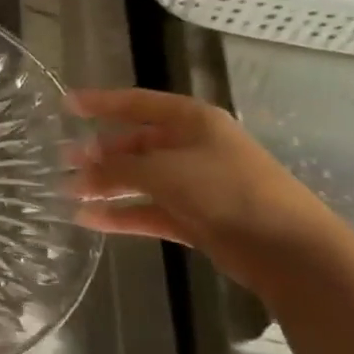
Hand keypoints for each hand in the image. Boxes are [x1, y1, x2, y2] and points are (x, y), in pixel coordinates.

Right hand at [68, 87, 349, 296]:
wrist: (289, 250)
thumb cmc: (226, 190)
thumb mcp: (163, 171)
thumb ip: (117, 168)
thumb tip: (79, 170)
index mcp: (192, 120)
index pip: (136, 103)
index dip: (100, 103)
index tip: (65, 105)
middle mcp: (192, 147)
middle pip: (136, 143)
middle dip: (99, 152)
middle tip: (63, 160)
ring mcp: (195, 184)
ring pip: (140, 179)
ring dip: (106, 185)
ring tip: (68, 191)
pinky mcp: (196, 219)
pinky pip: (149, 211)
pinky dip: (121, 214)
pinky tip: (88, 220)